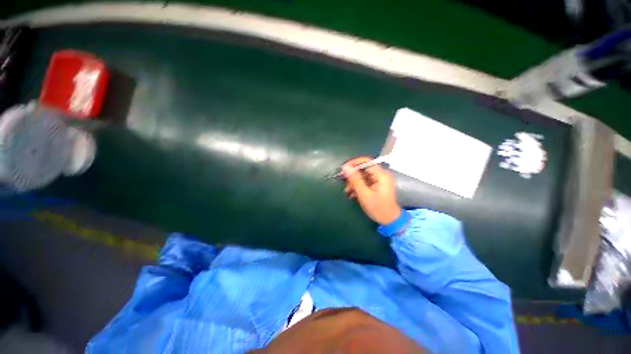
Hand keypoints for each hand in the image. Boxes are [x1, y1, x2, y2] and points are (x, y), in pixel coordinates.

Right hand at [343, 156, 401, 224]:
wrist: (390, 220)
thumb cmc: (378, 208)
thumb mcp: (364, 194)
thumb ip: (355, 180)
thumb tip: (345, 167)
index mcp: (381, 175)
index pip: (366, 161)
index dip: (354, 163)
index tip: (343, 169)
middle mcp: (381, 174)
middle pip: (364, 169)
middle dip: (353, 176)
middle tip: (343, 182)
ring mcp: (380, 180)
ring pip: (363, 176)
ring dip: (354, 182)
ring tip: (347, 191)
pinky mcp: (377, 185)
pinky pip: (365, 181)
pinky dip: (358, 186)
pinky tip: (352, 194)